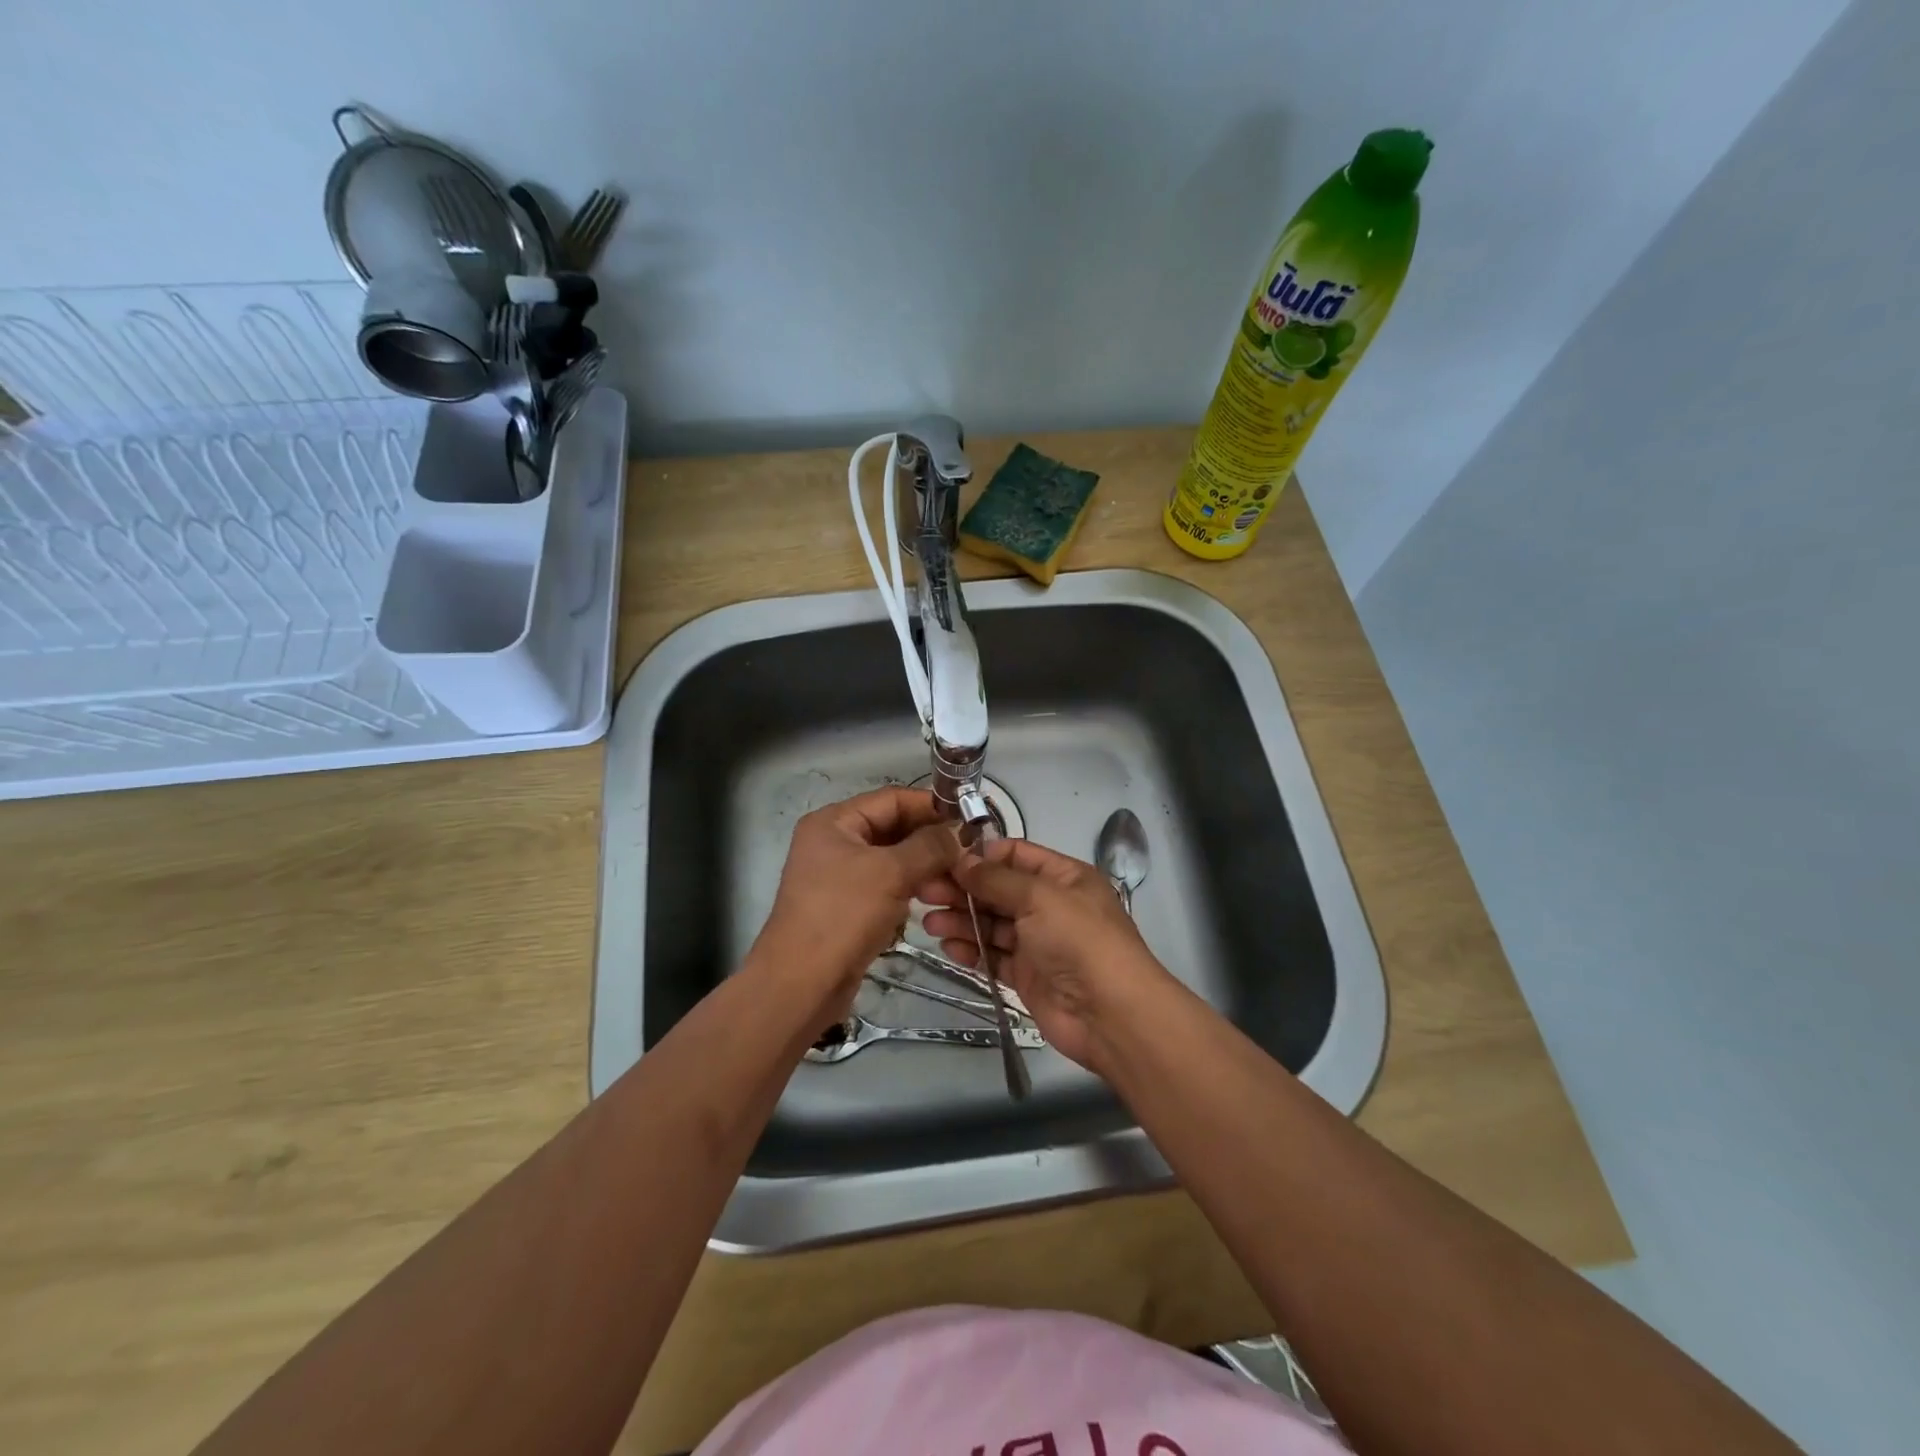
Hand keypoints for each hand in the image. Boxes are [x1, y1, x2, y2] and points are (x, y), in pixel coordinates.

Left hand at [755, 787, 959, 1014]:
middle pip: (891, 827)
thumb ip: (929, 847)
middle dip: (929, 838)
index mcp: (834, 822)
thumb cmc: (843, 916)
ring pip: (891, 859)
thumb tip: (957, 835)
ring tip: (956, 877)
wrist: (801, 985)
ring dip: (923, 865)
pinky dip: (908, 888)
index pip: (891, 799)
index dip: (930, 806)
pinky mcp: (846, 907)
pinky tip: (932, 898)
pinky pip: (885, 886)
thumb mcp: (891, 873)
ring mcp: (838, 876)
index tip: (968, 818)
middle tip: (968, 851)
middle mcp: (833, 842)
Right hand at [921, 837, 1174, 1071]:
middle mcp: (1050, 905)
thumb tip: (962, 860)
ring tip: (929, 921)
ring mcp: (1039, 942)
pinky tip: (948, 946)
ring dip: (962, 920)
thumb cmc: (1080, 941)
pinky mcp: (1027, 975)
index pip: (1016, 855)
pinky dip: (971, 949)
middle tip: (923, 891)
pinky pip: (994, 956)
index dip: (981, 856)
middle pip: (999, 890)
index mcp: (1063, 877)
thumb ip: (997, 879)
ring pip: (992, 924)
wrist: (1110, 1014)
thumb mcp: (1040, 897)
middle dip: (963, 889)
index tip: (943, 859)